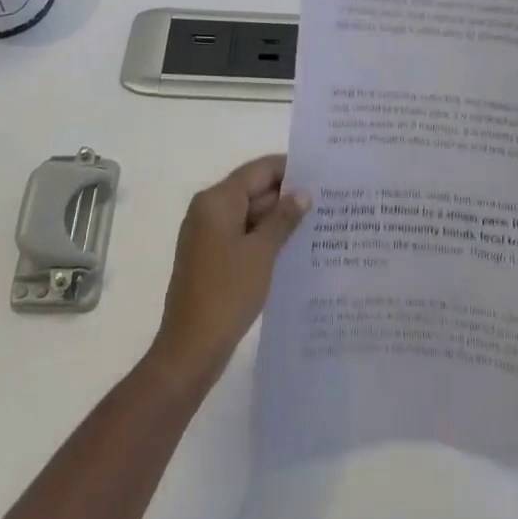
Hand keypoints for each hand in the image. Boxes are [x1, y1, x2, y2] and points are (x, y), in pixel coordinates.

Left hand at [147, 155, 309, 392]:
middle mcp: (208, 209)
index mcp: (217, 200)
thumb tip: (303, 192)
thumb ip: (283, 218)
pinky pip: (242, 235)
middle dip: (287, 195)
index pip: (259, 170)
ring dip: (278, 218)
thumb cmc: (227, 293)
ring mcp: (207, 234)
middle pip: (253, 189)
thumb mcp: (261, 253)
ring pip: (249, 214)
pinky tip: (293, 246)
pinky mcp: (211, 257)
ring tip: (318, 221)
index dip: (290, 168)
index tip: (321, 173)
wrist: (190, 350)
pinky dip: (265, 237)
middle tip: (327, 199)